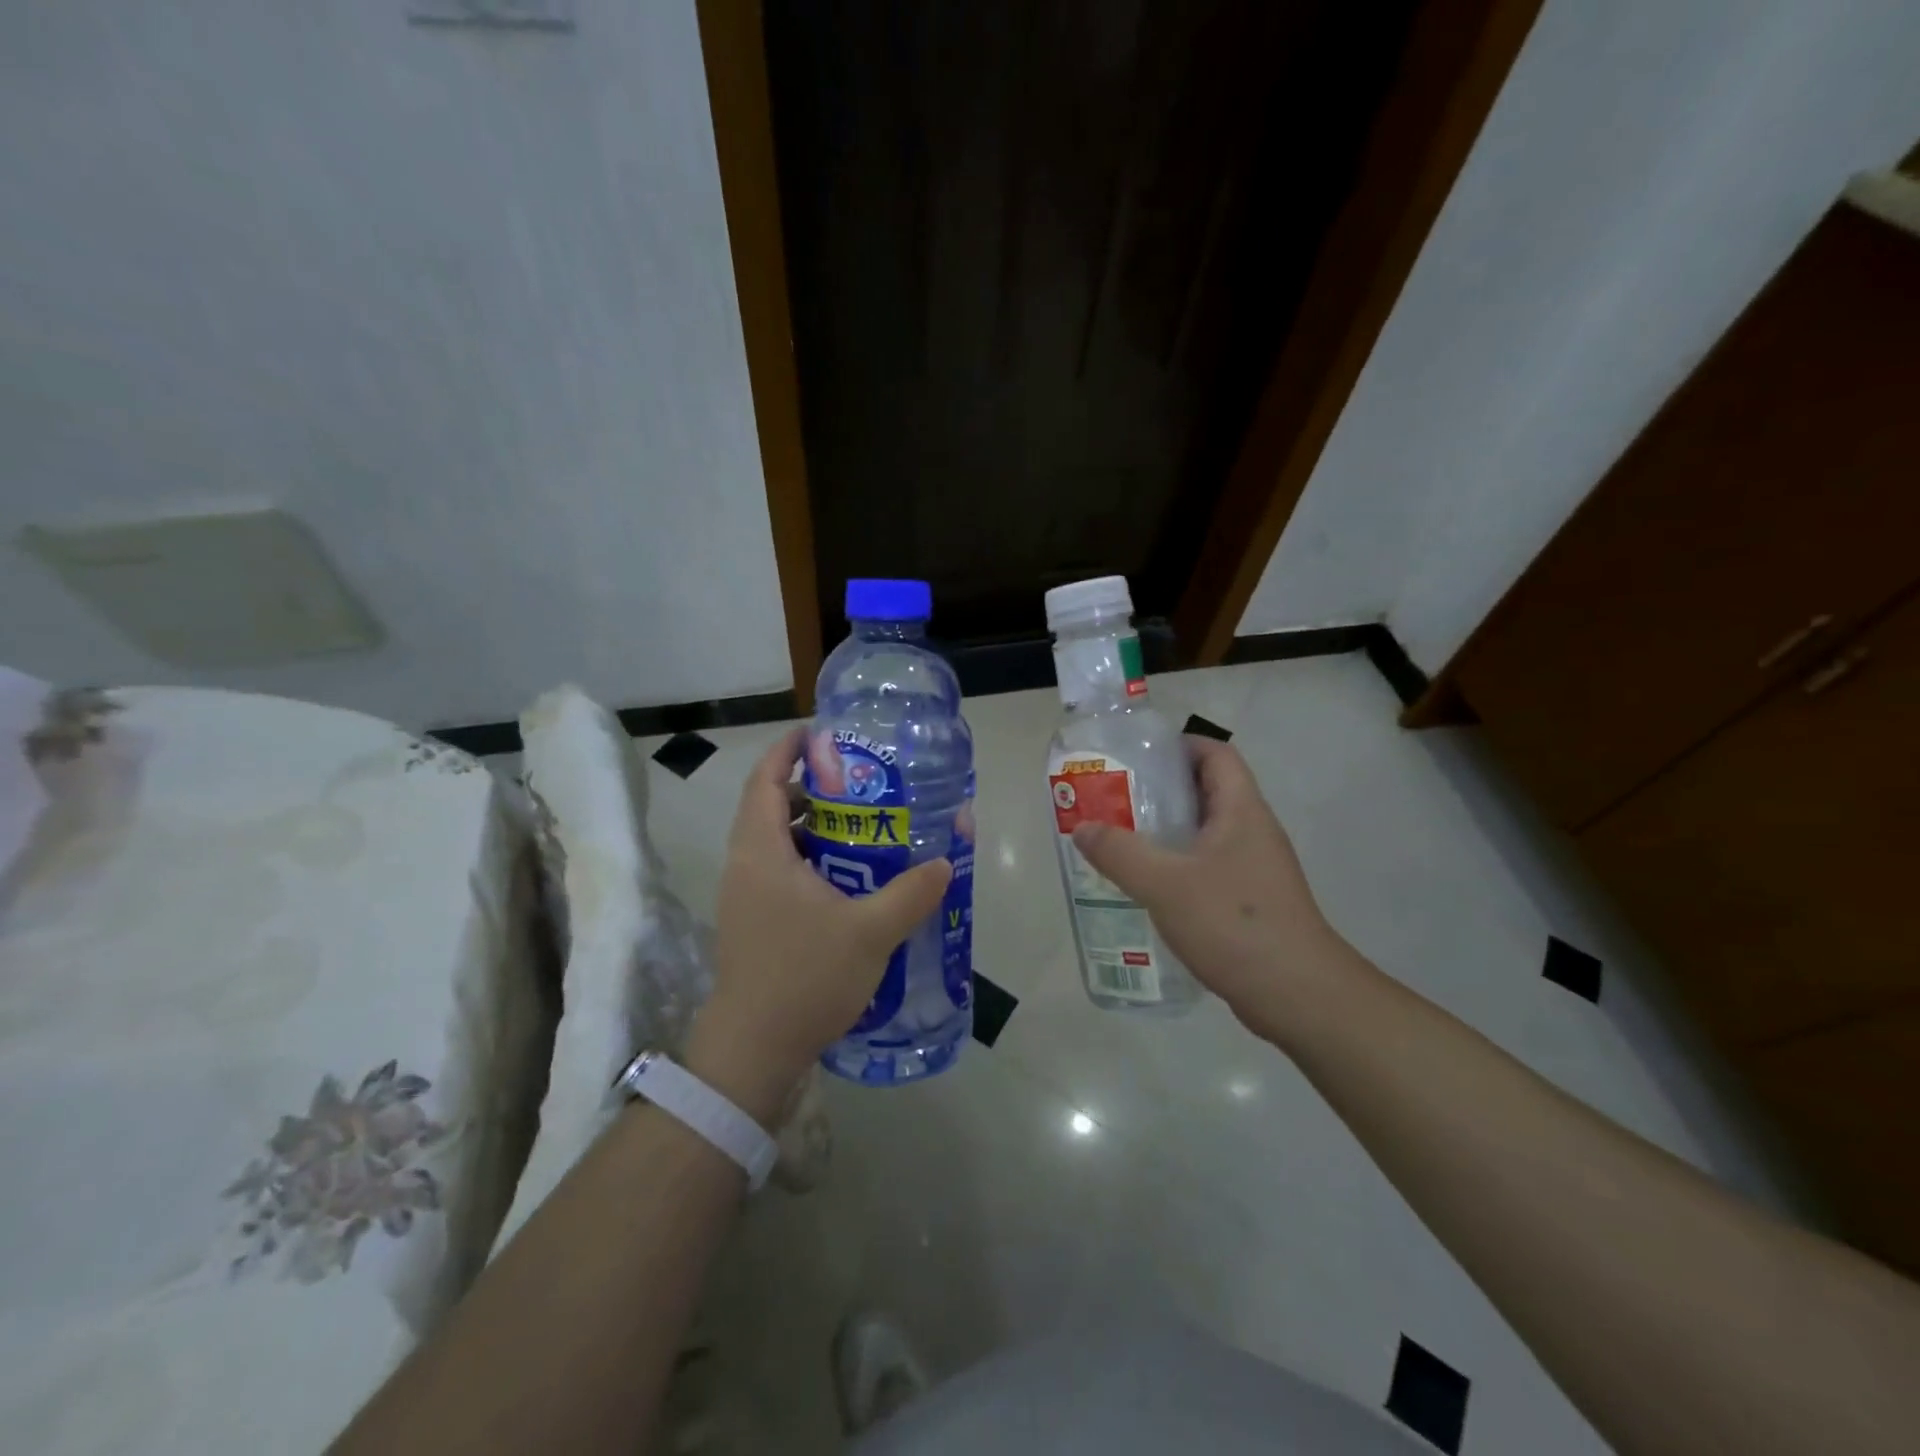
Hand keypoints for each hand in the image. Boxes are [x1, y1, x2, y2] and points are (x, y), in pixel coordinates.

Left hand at [686, 728, 951, 1120]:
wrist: (754, 1052)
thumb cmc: (804, 978)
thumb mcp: (870, 932)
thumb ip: (912, 892)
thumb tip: (945, 861)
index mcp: (760, 852)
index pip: (765, 780)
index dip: (788, 750)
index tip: (823, 734)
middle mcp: (745, 865)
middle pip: (770, 806)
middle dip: (811, 787)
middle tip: (860, 783)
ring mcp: (745, 897)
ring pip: (776, 841)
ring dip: (812, 826)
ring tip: (861, 825)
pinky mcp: (753, 922)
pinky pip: (779, 871)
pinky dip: (810, 859)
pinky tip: (849, 878)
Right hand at [1070, 736, 1356, 1046]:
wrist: (1298, 994)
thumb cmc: (1234, 923)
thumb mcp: (1165, 884)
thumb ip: (1120, 853)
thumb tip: (1083, 828)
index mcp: (1242, 811)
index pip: (1216, 754)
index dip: (1180, 745)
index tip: (1137, 757)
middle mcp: (1253, 831)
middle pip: (1207, 791)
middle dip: (1161, 790)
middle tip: (1115, 799)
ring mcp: (1255, 868)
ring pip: (1206, 833)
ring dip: (1167, 831)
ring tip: (1121, 839)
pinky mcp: (1250, 901)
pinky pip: (1208, 867)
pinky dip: (1177, 866)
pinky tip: (1148, 886)